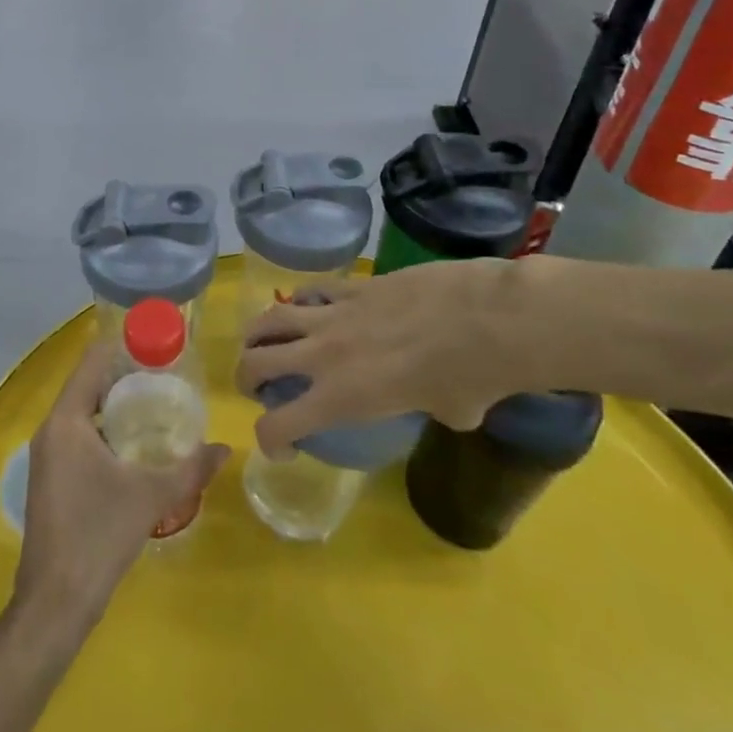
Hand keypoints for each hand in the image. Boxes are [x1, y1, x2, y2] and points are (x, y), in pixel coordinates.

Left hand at [15, 346, 227, 641]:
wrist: (54, 603)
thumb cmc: (98, 536)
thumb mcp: (151, 497)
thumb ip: (190, 469)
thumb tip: (225, 449)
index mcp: (66, 420)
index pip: (91, 361)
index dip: (121, 345)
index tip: (154, 340)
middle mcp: (51, 429)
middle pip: (87, 384)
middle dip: (124, 375)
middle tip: (165, 372)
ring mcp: (46, 454)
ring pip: (82, 412)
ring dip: (114, 404)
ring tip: (156, 402)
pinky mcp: (50, 477)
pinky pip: (78, 435)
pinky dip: (104, 428)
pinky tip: (133, 444)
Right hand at [234, 258, 556, 455]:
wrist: (485, 318)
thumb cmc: (471, 378)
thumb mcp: (449, 414)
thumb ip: (427, 410)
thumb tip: (436, 401)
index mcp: (341, 398)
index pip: (277, 426)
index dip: (270, 441)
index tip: (283, 446)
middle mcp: (323, 356)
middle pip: (255, 363)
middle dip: (247, 378)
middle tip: (257, 386)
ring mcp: (334, 314)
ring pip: (271, 318)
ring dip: (258, 334)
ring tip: (262, 341)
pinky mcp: (352, 285)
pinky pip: (312, 291)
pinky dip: (301, 302)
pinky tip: (308, 307)